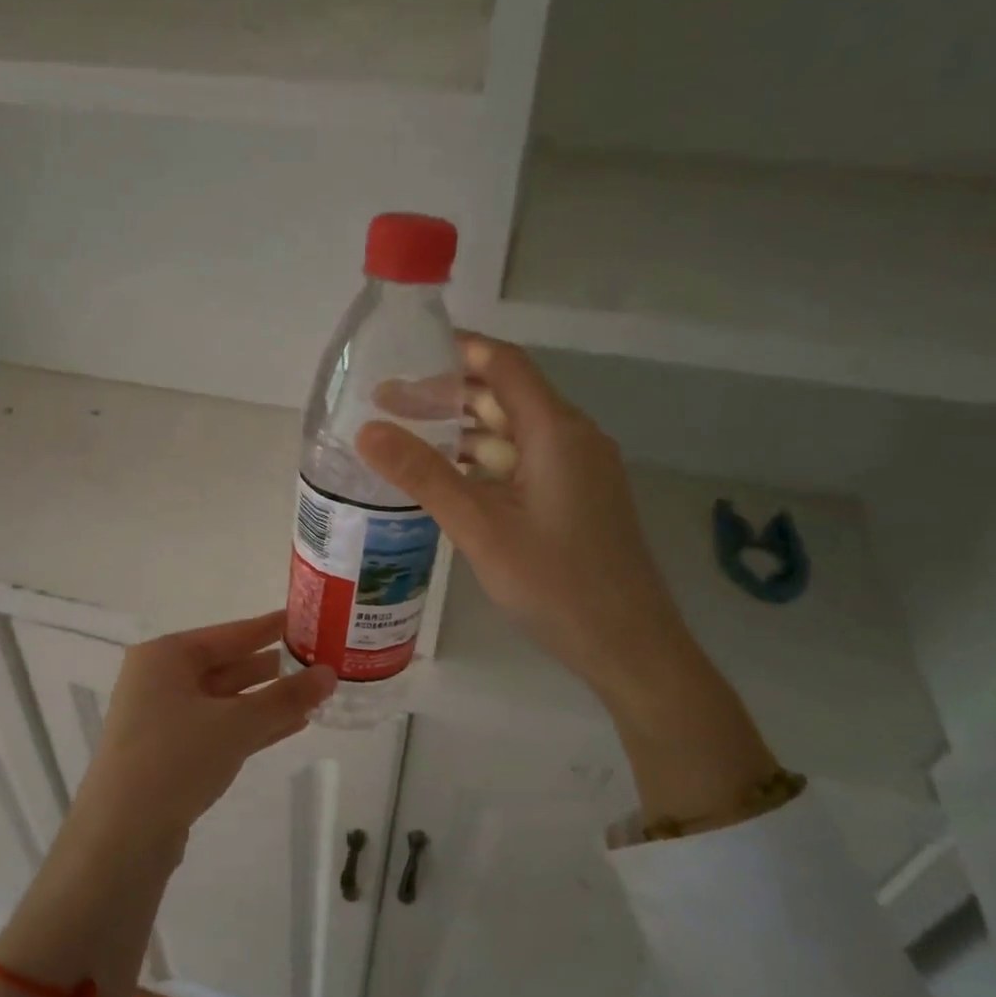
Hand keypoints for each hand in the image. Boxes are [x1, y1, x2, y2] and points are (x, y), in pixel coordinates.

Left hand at [69, 612, 335, 861]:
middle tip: (319, 661)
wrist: (122, 836)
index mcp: (166, 656)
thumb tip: (330, 673)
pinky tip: (292, 726)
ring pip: (226, 701)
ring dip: (268, 701)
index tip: (306, 620)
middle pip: (227, 666)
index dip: (270, 628)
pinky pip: (219, 728)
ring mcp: (162, 719)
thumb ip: (285, 697)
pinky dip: (252, 726)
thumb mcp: (237, 723)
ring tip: (315, 696)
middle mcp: (160, 680)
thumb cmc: (176, 758)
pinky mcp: (169, 753)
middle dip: (273, 669)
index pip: (230, 633)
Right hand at [357, 335, 698, 714]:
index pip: (503, 365)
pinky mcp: (575, 499)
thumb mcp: (480, 528)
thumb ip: (424, 476)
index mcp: (556, 431)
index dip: (456, 351)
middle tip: (386, 405)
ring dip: (463, 433)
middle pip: (505, 398)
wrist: (628, 645)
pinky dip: (483, 464)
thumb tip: (366, 430)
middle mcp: (572, 439)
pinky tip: (446, 480)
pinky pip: (523, 465)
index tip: (404, 353)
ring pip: (512, 435)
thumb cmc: (555, 583)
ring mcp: (577, 471)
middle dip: (447, 397)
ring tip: (404, 439)